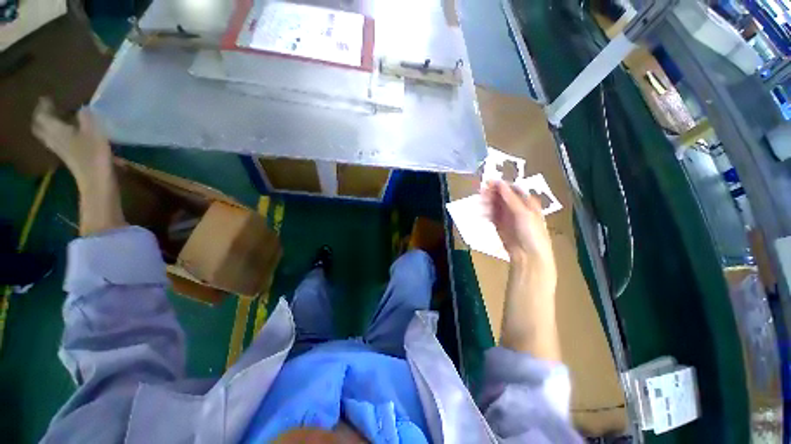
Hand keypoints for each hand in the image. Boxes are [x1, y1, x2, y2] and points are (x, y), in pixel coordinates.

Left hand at [32, 98, 112, 188]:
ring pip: (47, 134)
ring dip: (49, 126)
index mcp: (57, 130)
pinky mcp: (68, 158)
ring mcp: (60, 150)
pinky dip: (58, 135)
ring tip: (57, 119)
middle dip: (43, 116)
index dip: (44, 105)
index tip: (48, 97)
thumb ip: (87, 117)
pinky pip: (57, 142)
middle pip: (41, 126)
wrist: (97, 182)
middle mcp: (53, 139)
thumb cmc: (95, 155)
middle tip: (49, 108)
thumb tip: (84, 108)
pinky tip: (67, 134)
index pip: (43, 115)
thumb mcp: (94, 132)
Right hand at [483, 181, 555, 271]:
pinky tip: (481, 212)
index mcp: (526, 201)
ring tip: (480, 202)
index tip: (488, 182)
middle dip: (491, 193)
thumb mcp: (523, 213)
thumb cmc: (531, 232)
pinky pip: (491, 215)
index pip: (511, 189)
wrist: (528, 255)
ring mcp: (507, 216)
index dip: (500, 185)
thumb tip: (499, 183)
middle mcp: (516, 207)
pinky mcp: (499, 224)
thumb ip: (510, 198)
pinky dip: (486, 213)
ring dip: (487, 202)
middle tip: (481, 191)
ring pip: (495, 205)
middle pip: (501, 196)